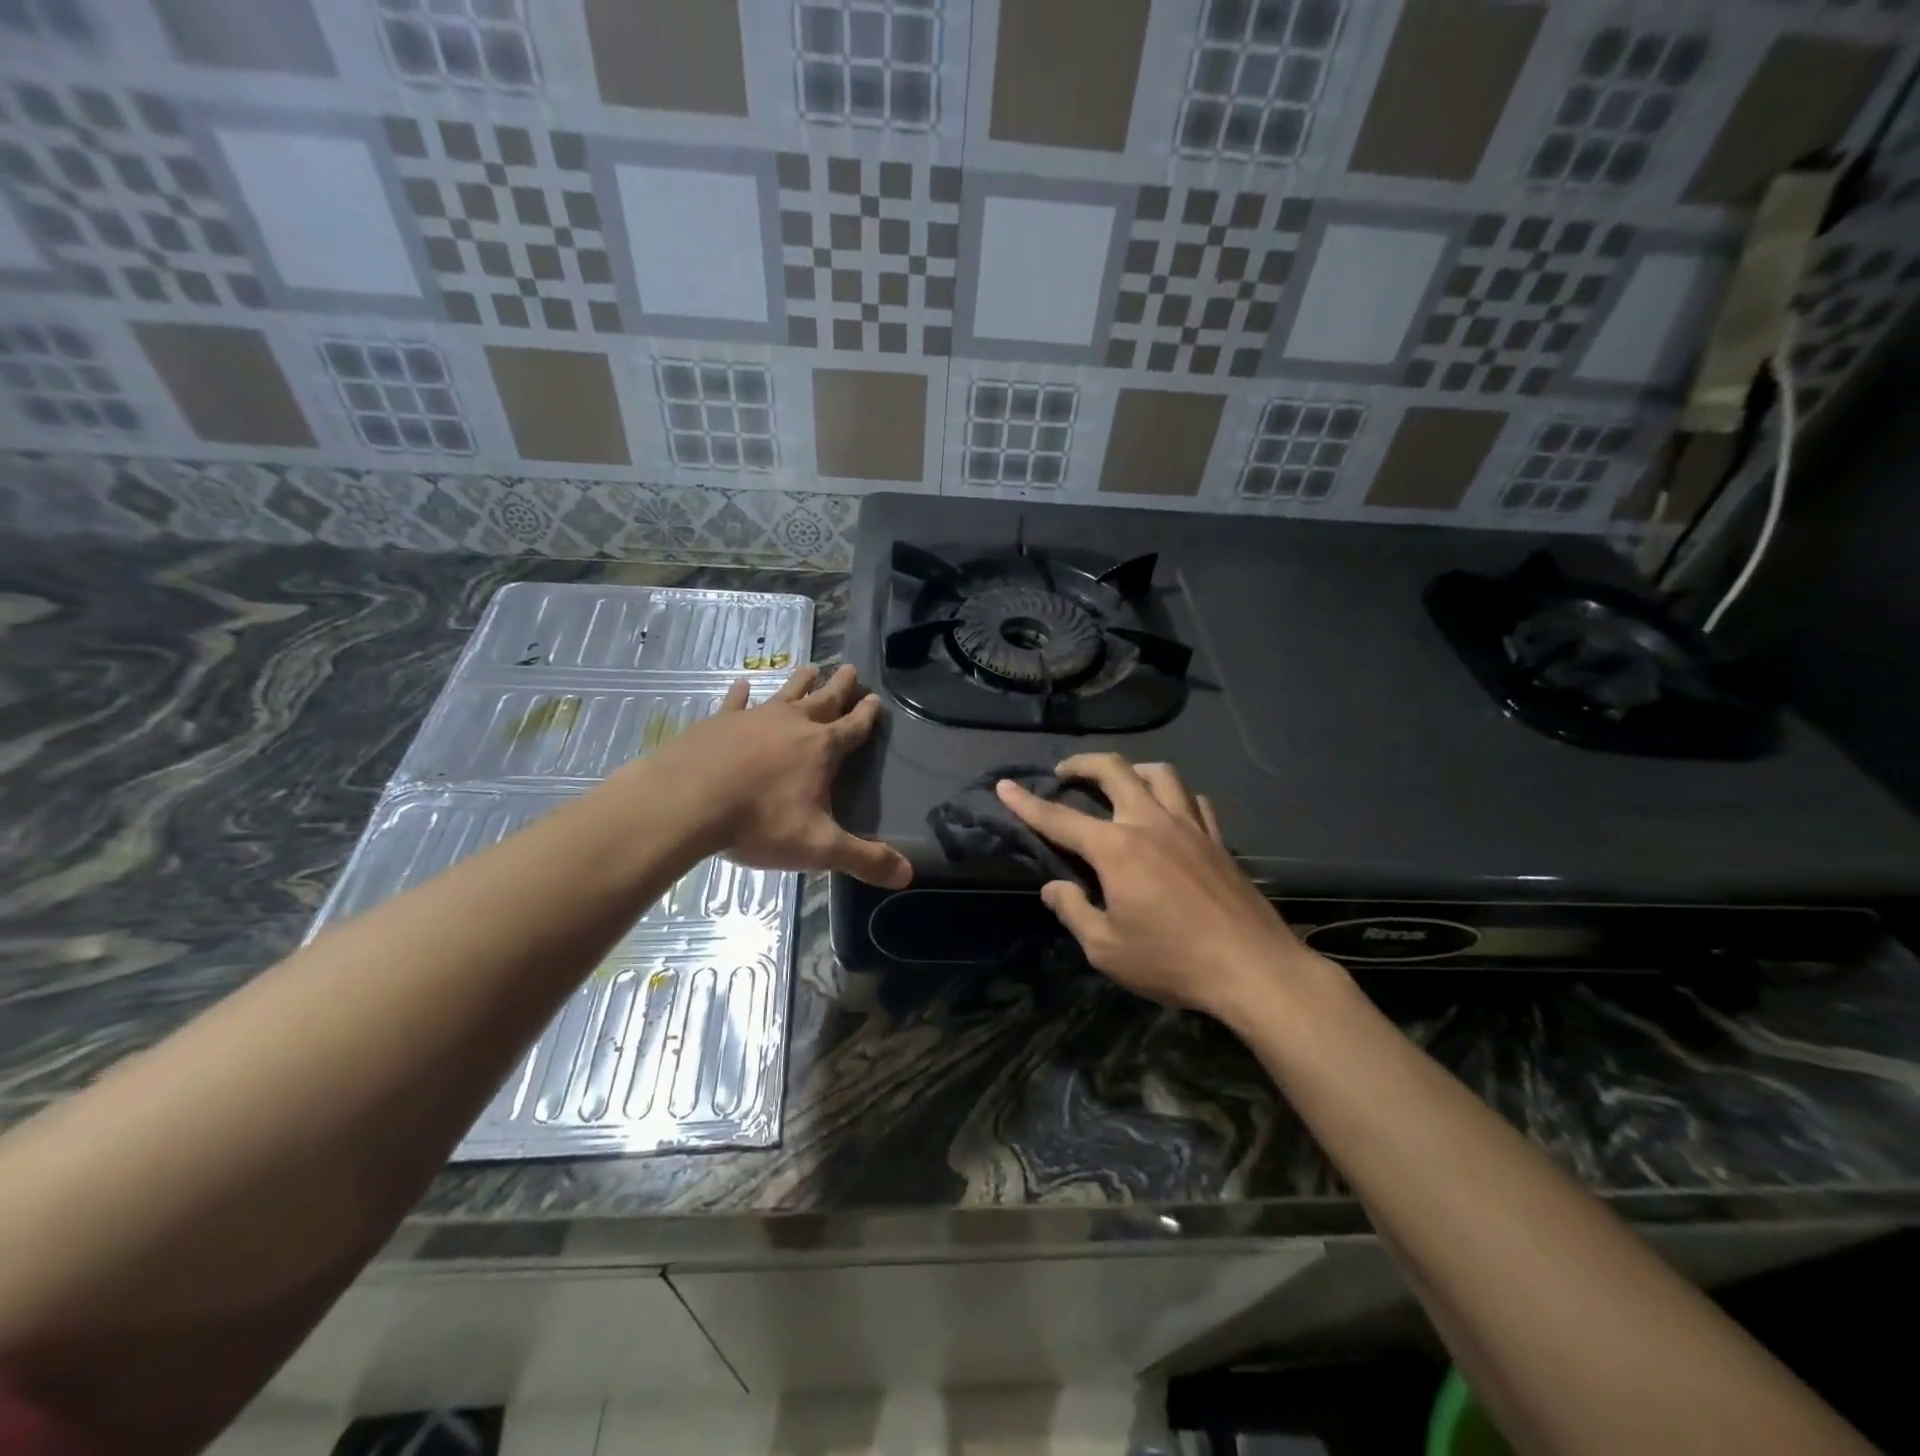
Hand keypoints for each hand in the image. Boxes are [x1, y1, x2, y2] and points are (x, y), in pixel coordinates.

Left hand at [646, 664, 911, 887]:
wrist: (687, 802)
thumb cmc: (759, 823)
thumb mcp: (818, 847)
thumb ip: (864, 859)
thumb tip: (908, 875)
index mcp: (821, 749)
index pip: (853, 727)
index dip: (866, 715)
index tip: (875, 698)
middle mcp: (792, 725)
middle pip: (823, 701)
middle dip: (839, 687)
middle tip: (850, 669)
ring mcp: (753, 719)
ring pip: (785, 694)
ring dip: (800, 682)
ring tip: (811, 667)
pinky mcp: (718, 723)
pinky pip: (735, 703)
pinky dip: (741, 694)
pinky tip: (742, 685)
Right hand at [996, 754, 1311, 1019]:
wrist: (1251, 967)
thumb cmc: (1171, 961)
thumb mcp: (1106, 948)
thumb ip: (1074, 911)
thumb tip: (1053, 889)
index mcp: (1116, 848)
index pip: (1059, 818)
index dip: (1027, 803)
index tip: (1005, 785)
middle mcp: (1150, 823)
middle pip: (1114, 770)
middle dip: (1083, 763)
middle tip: (1065, 772)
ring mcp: (1189, 826)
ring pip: (1160, 773)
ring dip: (1133, 769)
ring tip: (1120, 781)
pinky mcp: (1218, 840)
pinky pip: (1195, 800)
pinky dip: (1176, 796)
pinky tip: (1171, 811)